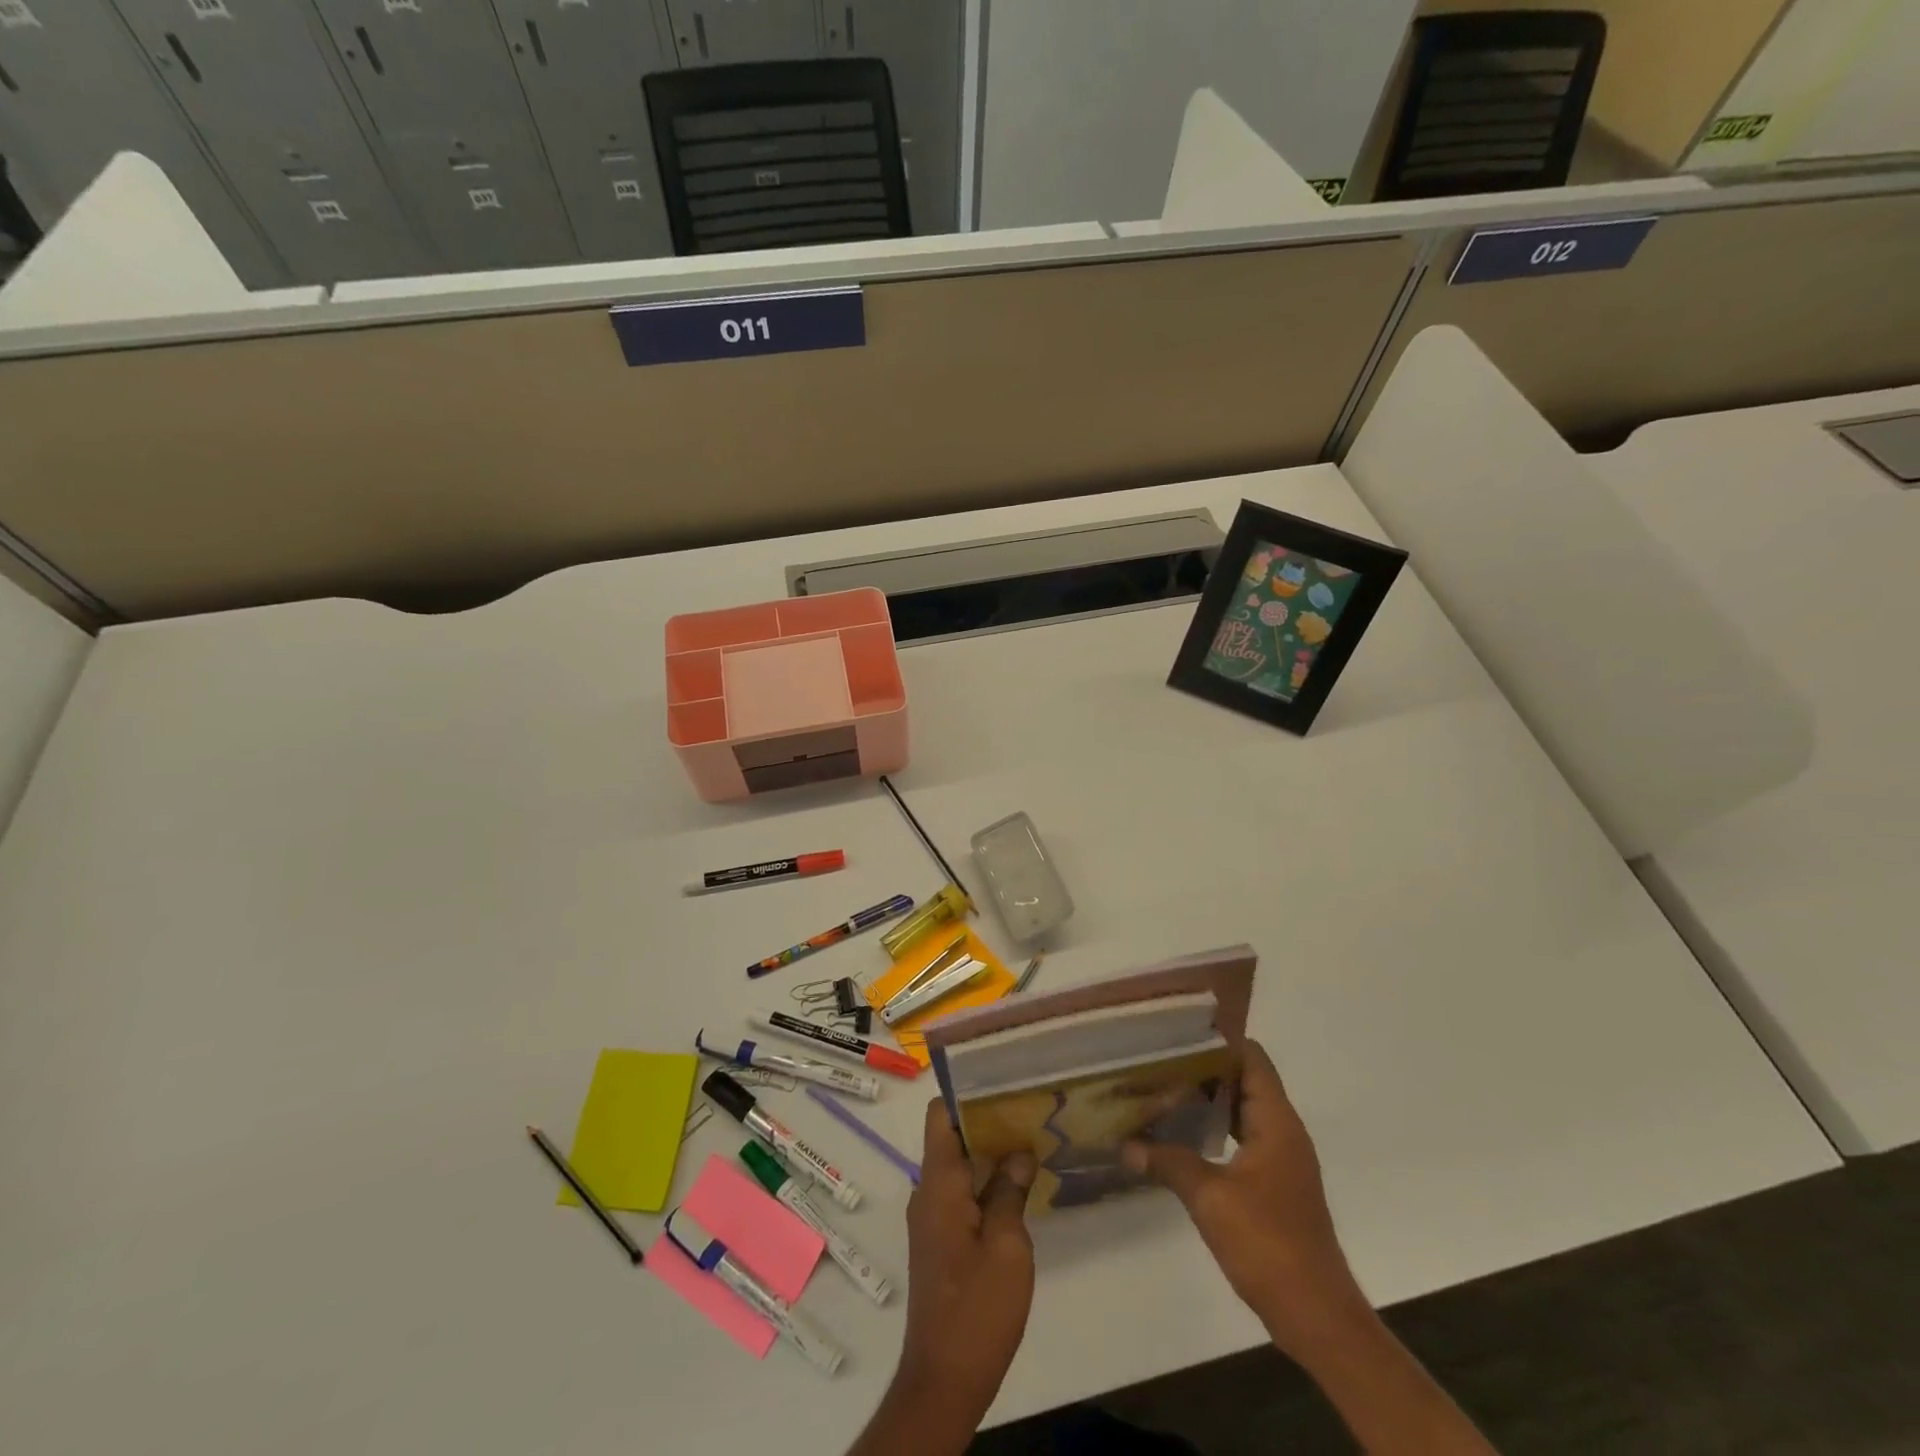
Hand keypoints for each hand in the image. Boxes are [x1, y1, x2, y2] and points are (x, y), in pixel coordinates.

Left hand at [896, 1100, 1036, 1425]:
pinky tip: (1019, 1184)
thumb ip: (1011, 1191)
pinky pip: (961, 1193)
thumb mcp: (1008, 1247)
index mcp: (938, 1184)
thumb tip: (1018, 1152)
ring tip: (1031, 1138)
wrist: (944, 1379)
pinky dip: (986, 1181)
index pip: (940, 1114)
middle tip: (1029, 1107)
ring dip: (989, 1153)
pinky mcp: (941, 1240)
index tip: (1002, 1082)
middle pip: (952, 1136)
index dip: (966, 1092)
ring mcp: (932, 1217)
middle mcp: (928, 1192)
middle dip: (987, 1120)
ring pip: (959, 1166)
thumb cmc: (978, 1308)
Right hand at [1123, 1037, 1365, 1364]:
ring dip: (1207, 1101)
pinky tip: (1181, 1137)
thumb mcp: (1210, 1197)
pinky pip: (1242, 1138)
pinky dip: (1214, 1130)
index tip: (1177, 1033)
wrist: (1316, 1315)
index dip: (1218, 1041)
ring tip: (1162, 1092)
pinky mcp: (1274, 1185)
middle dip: (1203, 1069)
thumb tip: (1124, 1145)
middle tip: (1158, 1061)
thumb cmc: (1268, 1243)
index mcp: (1276, 1122)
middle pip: (1244, 1080)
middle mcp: (1283, 1131)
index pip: (1252, 1058)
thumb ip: (1167, 1162)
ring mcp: (1281, 1160)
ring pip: (1241, 1111)